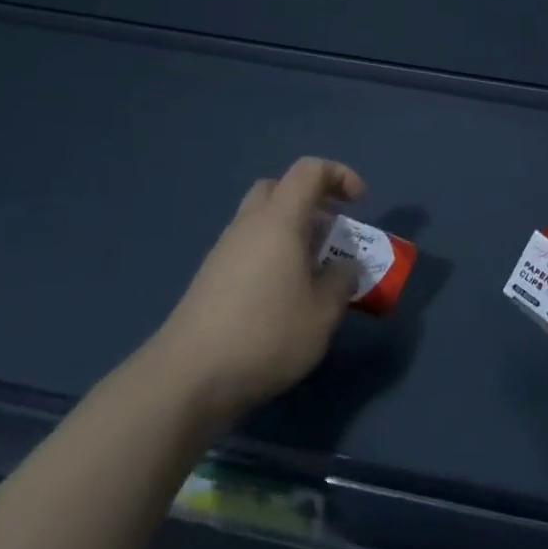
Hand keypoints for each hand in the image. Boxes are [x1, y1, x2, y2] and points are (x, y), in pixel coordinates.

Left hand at [146, 157, 363, 428]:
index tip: (359, 204)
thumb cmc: (266, 334)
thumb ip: (341, 282)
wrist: (187, 377)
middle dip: (311, 200)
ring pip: (261, 220)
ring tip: (313, 270)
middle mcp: (249, 225)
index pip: (309, 171)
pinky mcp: (210, 278)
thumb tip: (344, 267)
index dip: (339, 176)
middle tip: (331, 231)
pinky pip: (248, 248)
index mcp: (279, 220)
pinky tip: (283, 295)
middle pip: (279, 188)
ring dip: (291, 231)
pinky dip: (272, 255)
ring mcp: (224, 251)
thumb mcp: (322, 313)